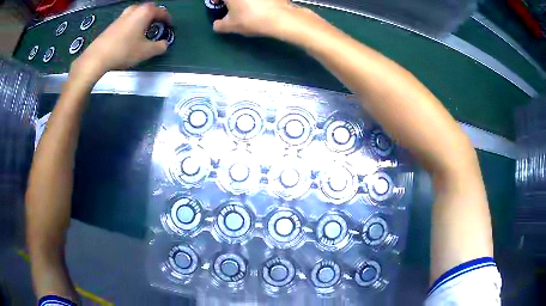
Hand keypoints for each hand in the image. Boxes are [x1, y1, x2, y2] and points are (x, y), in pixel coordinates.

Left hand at [72, 3, 170, 78]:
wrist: (97, 57)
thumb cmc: (124, 51)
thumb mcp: (146, 52)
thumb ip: (159, 47)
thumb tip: (164, 44)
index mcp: (145, 12)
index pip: (161, 11)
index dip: (167, 19)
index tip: (169, 27)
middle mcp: (134, 9)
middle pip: (149, 9)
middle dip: (155, 16)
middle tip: (157, 26)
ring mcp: (122, 15)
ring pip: (137, 13)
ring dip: (143, 19)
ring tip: (144, 29)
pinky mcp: (113, 23)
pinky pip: (128, 19)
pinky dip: (134, 23)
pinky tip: (131, 35)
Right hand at [213, 0, 305, 36]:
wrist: (280, 18)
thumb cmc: (251, 19)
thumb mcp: (231, 26)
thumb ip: (219, 25)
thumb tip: (216, 25)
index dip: (215, 0)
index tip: (218, 6)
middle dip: (229, 1)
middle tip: (232, 8)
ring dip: (243, 1)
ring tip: (246, 8)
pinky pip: (258, 0)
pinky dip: (256, 2)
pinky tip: (259, 7)